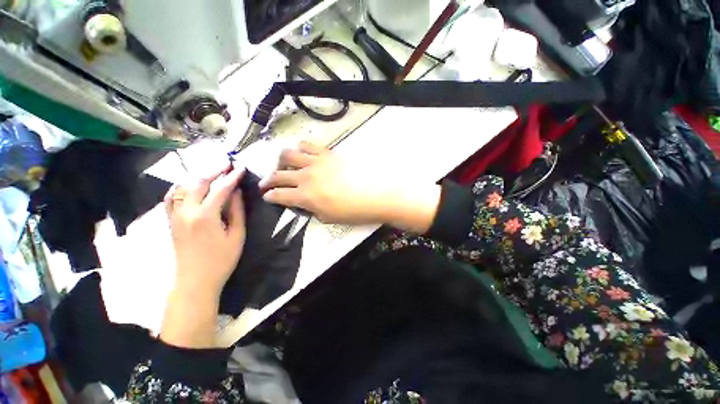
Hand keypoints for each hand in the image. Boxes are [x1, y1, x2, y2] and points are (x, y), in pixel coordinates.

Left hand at [160, 166, 245, 348]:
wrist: (195, 281)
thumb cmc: (221, 260)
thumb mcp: (236, 236)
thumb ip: (237, 211)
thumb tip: (237, 192)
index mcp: (205, 216)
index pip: (220, 189)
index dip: (232, 177)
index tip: (241, 168)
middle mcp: (186, 212)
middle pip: (198, 183)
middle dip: (214, 171)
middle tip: (227, 164)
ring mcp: (175, 216)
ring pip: (183, 187)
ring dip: (198, 176)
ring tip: (212, 172)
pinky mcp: (170, 221)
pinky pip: (171, 197)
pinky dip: (181, 187)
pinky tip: (189, 185)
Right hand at [261, 142, 441, 232]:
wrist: (378, 193)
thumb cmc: (356, 210)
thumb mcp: (330, 217)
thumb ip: (313, 210)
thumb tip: (307, 203)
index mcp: (306, 197)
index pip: (279, 195)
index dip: (270, 196)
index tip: (267, 195)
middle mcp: (306, 177)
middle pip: (279, 174)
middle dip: (268, 179)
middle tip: (266, 182)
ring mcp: (316, 163)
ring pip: (288, 155)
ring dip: (282, 161)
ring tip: (283, 164)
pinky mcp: (328, 153)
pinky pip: (308, 145)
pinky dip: (300, 148)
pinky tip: (302, 152)